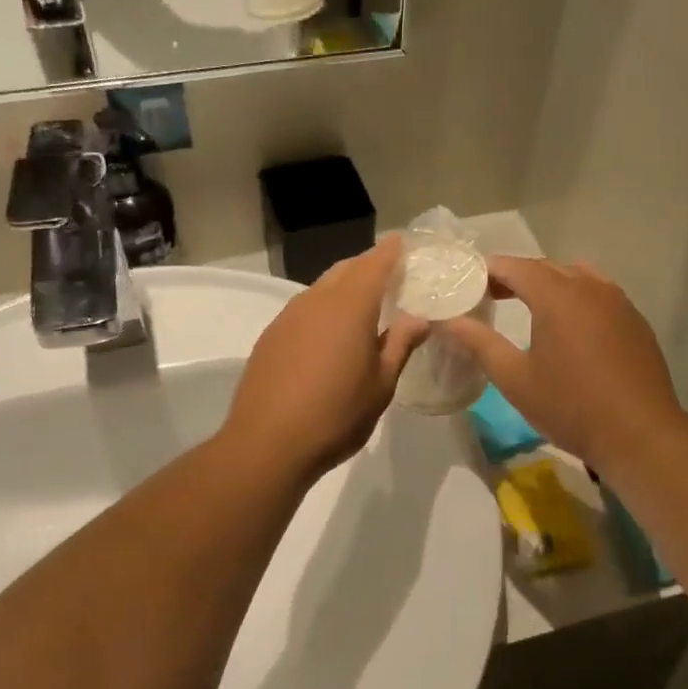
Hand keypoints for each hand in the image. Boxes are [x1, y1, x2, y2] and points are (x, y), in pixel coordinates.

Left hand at [223, 238, 426, 481]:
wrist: (268, 444)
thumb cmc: (336, 415)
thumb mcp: (381, 384)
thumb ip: (401, 345)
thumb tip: (419, 318)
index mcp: (349, 307)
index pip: (375, 264)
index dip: (391, 251)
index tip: (404, 243)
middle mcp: (315, 301)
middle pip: (345, 270)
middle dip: (368, 268)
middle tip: (390, 279)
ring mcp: (287, 318)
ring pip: (321, 289)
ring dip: (344, 289)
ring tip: (363, 308)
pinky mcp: (270, 337)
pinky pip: (303, 310)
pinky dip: (323, 310)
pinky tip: (329, 336)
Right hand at [440, 257, 687, 473]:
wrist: (640, 434)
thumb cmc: (570, 406)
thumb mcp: (515, 379)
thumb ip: (479, 344)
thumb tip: (447, 321)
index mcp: (558, 295)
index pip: (516, 266)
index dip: (489, 270)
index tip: (467, 282)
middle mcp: (591, 287)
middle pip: (546, 267)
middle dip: (516, 276)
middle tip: (489, 295)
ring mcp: (619, 302)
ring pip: (577, 277)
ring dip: (548, 284)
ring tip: (528, 307)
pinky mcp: (635, 321)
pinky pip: (599, 294)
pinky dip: (575, 298)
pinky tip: (568, 328)